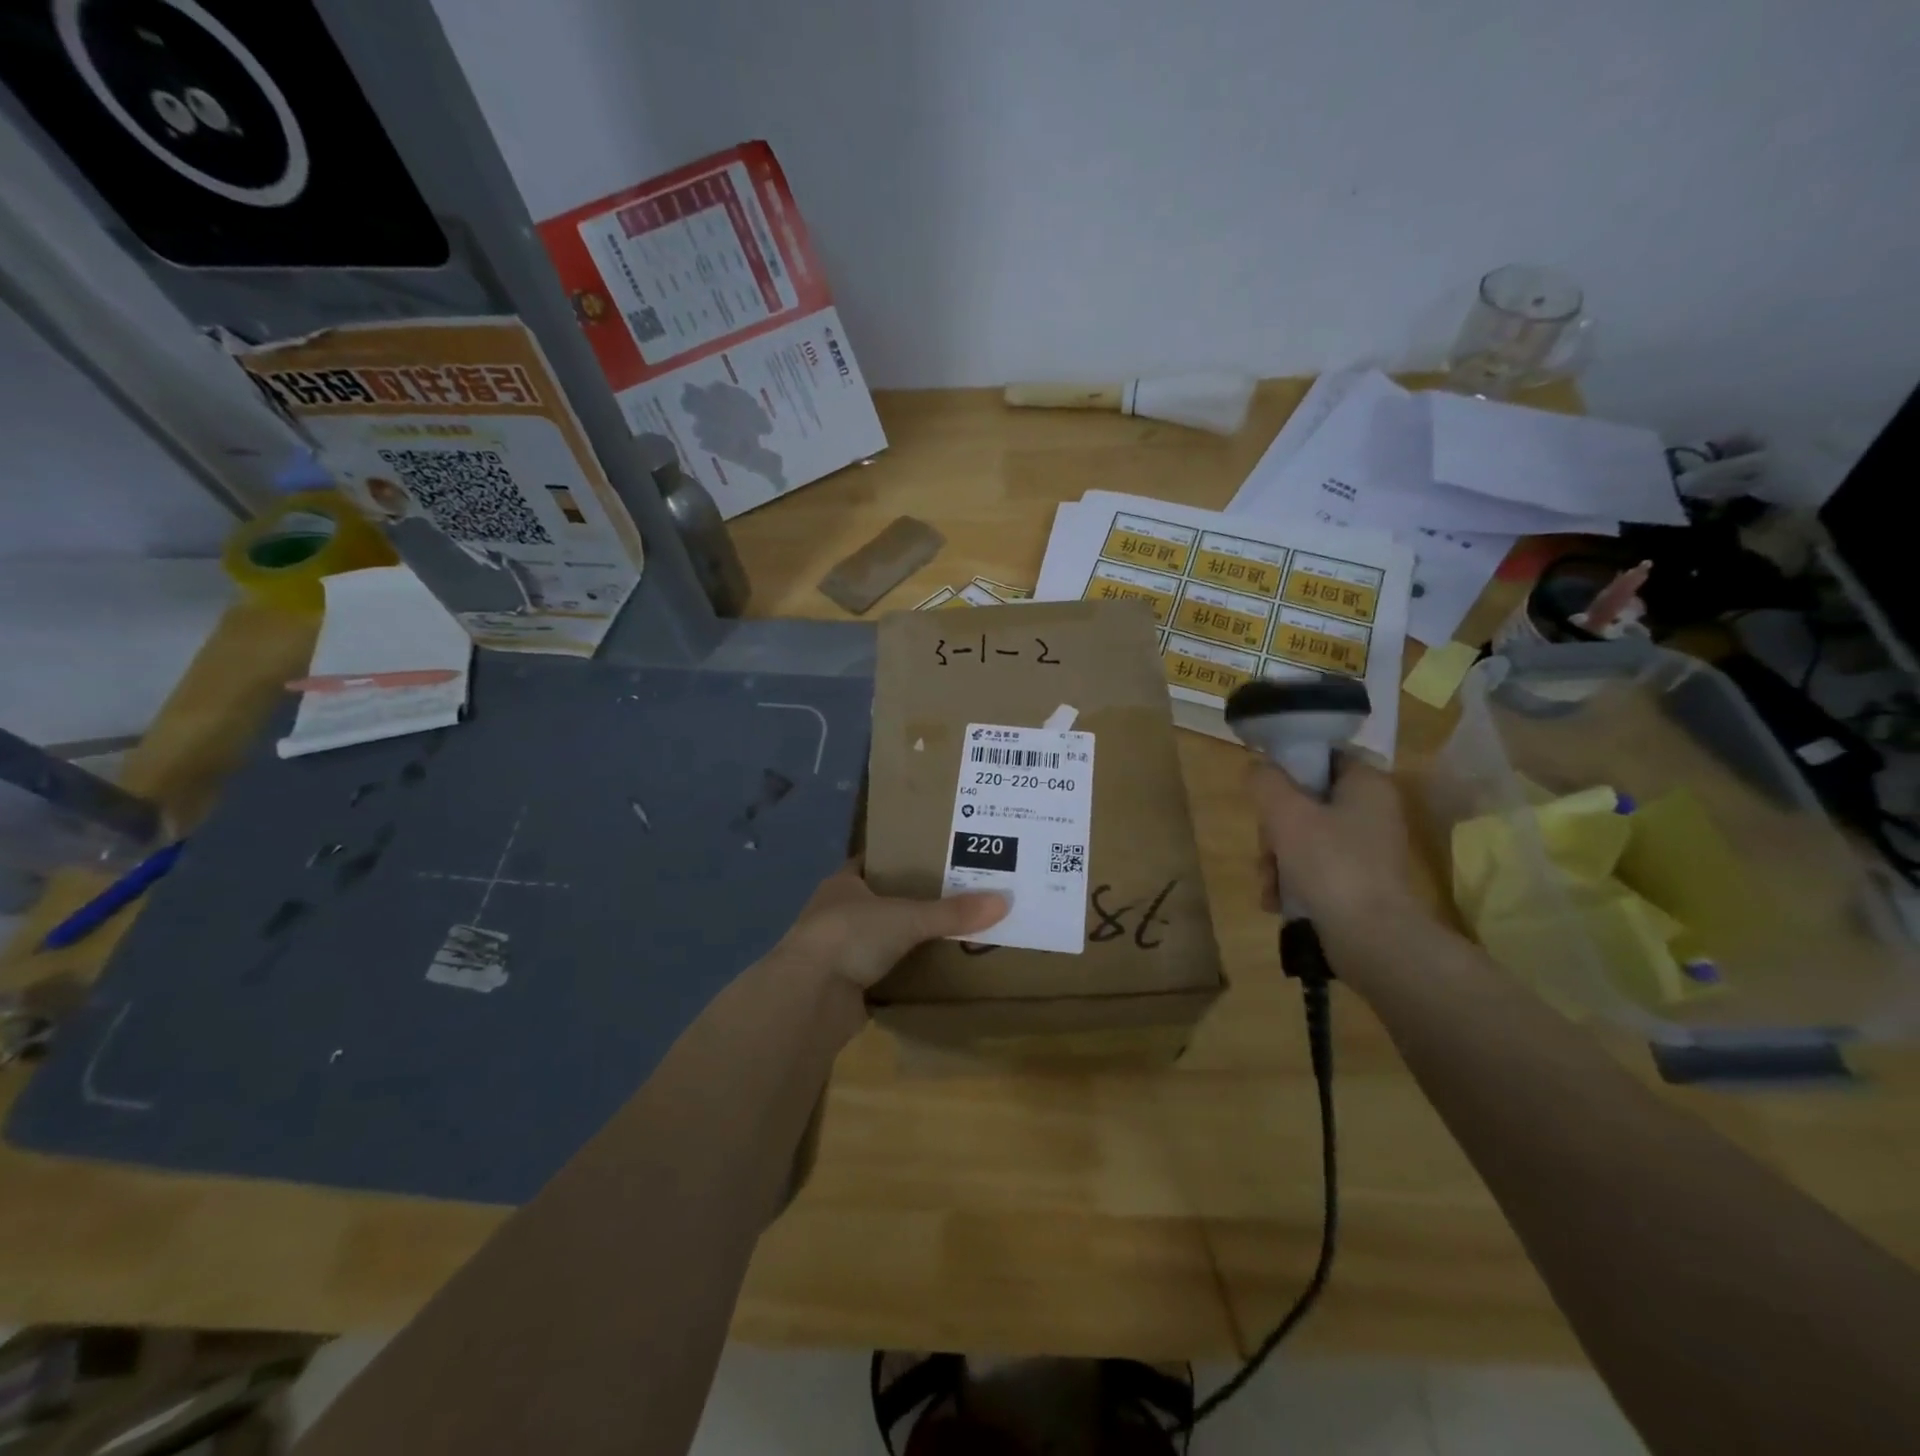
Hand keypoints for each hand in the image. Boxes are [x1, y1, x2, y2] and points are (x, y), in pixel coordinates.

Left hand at [775, 863, 1008, 990]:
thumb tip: (1003, 901)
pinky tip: (930, 970)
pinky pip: (880, 971)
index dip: (901, 858)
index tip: (936, 857)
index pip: (874, 861)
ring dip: (905, 939)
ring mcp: (837, 950)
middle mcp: (836, 912)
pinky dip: (901, 971)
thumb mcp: (908, 917)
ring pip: (879, 937)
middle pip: (879, 900)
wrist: (809, 997)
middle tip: (955, 896)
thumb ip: (952, 913)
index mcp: (843, 882)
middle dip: (911, 901)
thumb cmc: (851, 936)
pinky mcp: (843, 984)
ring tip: (950, 933)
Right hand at [1250, 758, 1424, 933]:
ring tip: (1268, 884)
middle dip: (1274, 829)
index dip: (1289, 767)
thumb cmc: (1330, 864)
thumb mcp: (1286, 813)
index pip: (1323, 756)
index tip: (1264, 791)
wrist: (1371, 939)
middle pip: (1306, 801)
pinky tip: (1276, 900)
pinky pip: (1315, 868)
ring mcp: (1367, 849)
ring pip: (1304, 837)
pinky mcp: (1359, 882)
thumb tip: (1258, 767)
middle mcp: (1373, 811)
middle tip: (1266, 848)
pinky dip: (1292, 881)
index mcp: (1367, 784)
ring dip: (1277, 859)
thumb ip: (1266, 781)